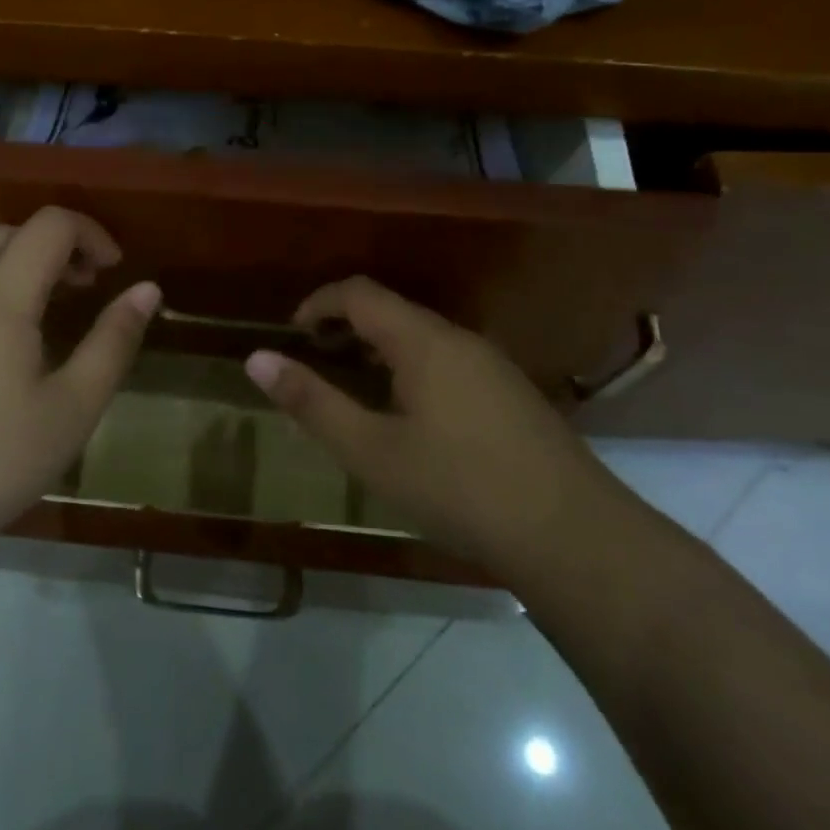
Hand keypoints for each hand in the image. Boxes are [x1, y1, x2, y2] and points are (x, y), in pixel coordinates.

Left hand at [0, 208, 159, 548]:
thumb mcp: (74, 406)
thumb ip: (113, 341)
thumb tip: (148, 290)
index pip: (49, 226)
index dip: (89, 233)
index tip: (112, 270)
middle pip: (7, 234)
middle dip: (53, 245)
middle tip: (83, 287)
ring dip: (18, 269)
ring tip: (47, 318)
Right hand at [244, 277, 614, 571]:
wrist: (573, 536)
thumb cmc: (459, 488)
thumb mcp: (371, 451)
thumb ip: (311, 402)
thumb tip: (256, 359)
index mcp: (423, 340)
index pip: (359, 293)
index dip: (318, 303)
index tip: (292, 334)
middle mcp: (459, 338)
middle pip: (392, 311)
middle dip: (346, 327)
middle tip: (316, 364)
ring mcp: (492, 364)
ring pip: (422, 337)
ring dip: (379, 349)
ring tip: (355, 390)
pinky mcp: (512, 393)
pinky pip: (448, 360)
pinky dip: (411, 368)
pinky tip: (411, 418)